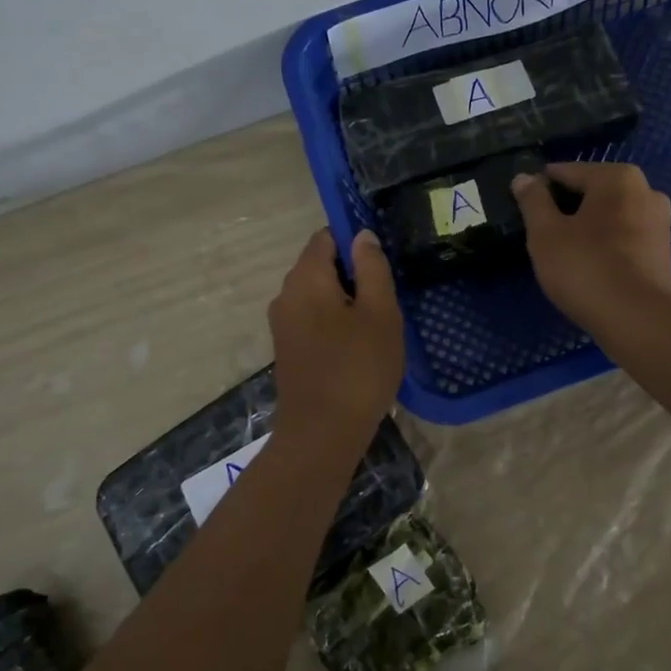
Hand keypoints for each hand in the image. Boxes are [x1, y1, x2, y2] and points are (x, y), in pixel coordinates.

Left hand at [268, 228, 403, 446]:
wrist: (321, 435)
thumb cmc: (358, 368)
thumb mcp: (379, 313)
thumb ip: (372, 268)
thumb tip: (362, 235)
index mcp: (305, 278)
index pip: (326, 237)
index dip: (355, 240)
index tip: (383, 260)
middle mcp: (286, 294)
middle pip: (320, 265)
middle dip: (353, 273)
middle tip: (387, 296)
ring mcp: (283, 324)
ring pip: (318, 295)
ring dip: (346, 301)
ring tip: (378, 322)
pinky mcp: (287, 349)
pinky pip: (312, 319)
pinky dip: (335, 321)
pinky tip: (359, 344)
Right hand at [511, 163, 670, 336]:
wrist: (638, 321)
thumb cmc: (586, 268)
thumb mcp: (545, 233)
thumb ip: (532, 201)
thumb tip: (523, 177)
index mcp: (617, 178)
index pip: (566, 172)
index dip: (539, 189)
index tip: (522, 210)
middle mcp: (645, 190)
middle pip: (591, 192)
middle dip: (565, 208)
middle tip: (540, 234)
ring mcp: (659, 221)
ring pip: (608, 215)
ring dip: (585, 227)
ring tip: (562, 252)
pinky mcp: (662, 251)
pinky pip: (623, 236)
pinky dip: (604, 244)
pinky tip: (588, 265)